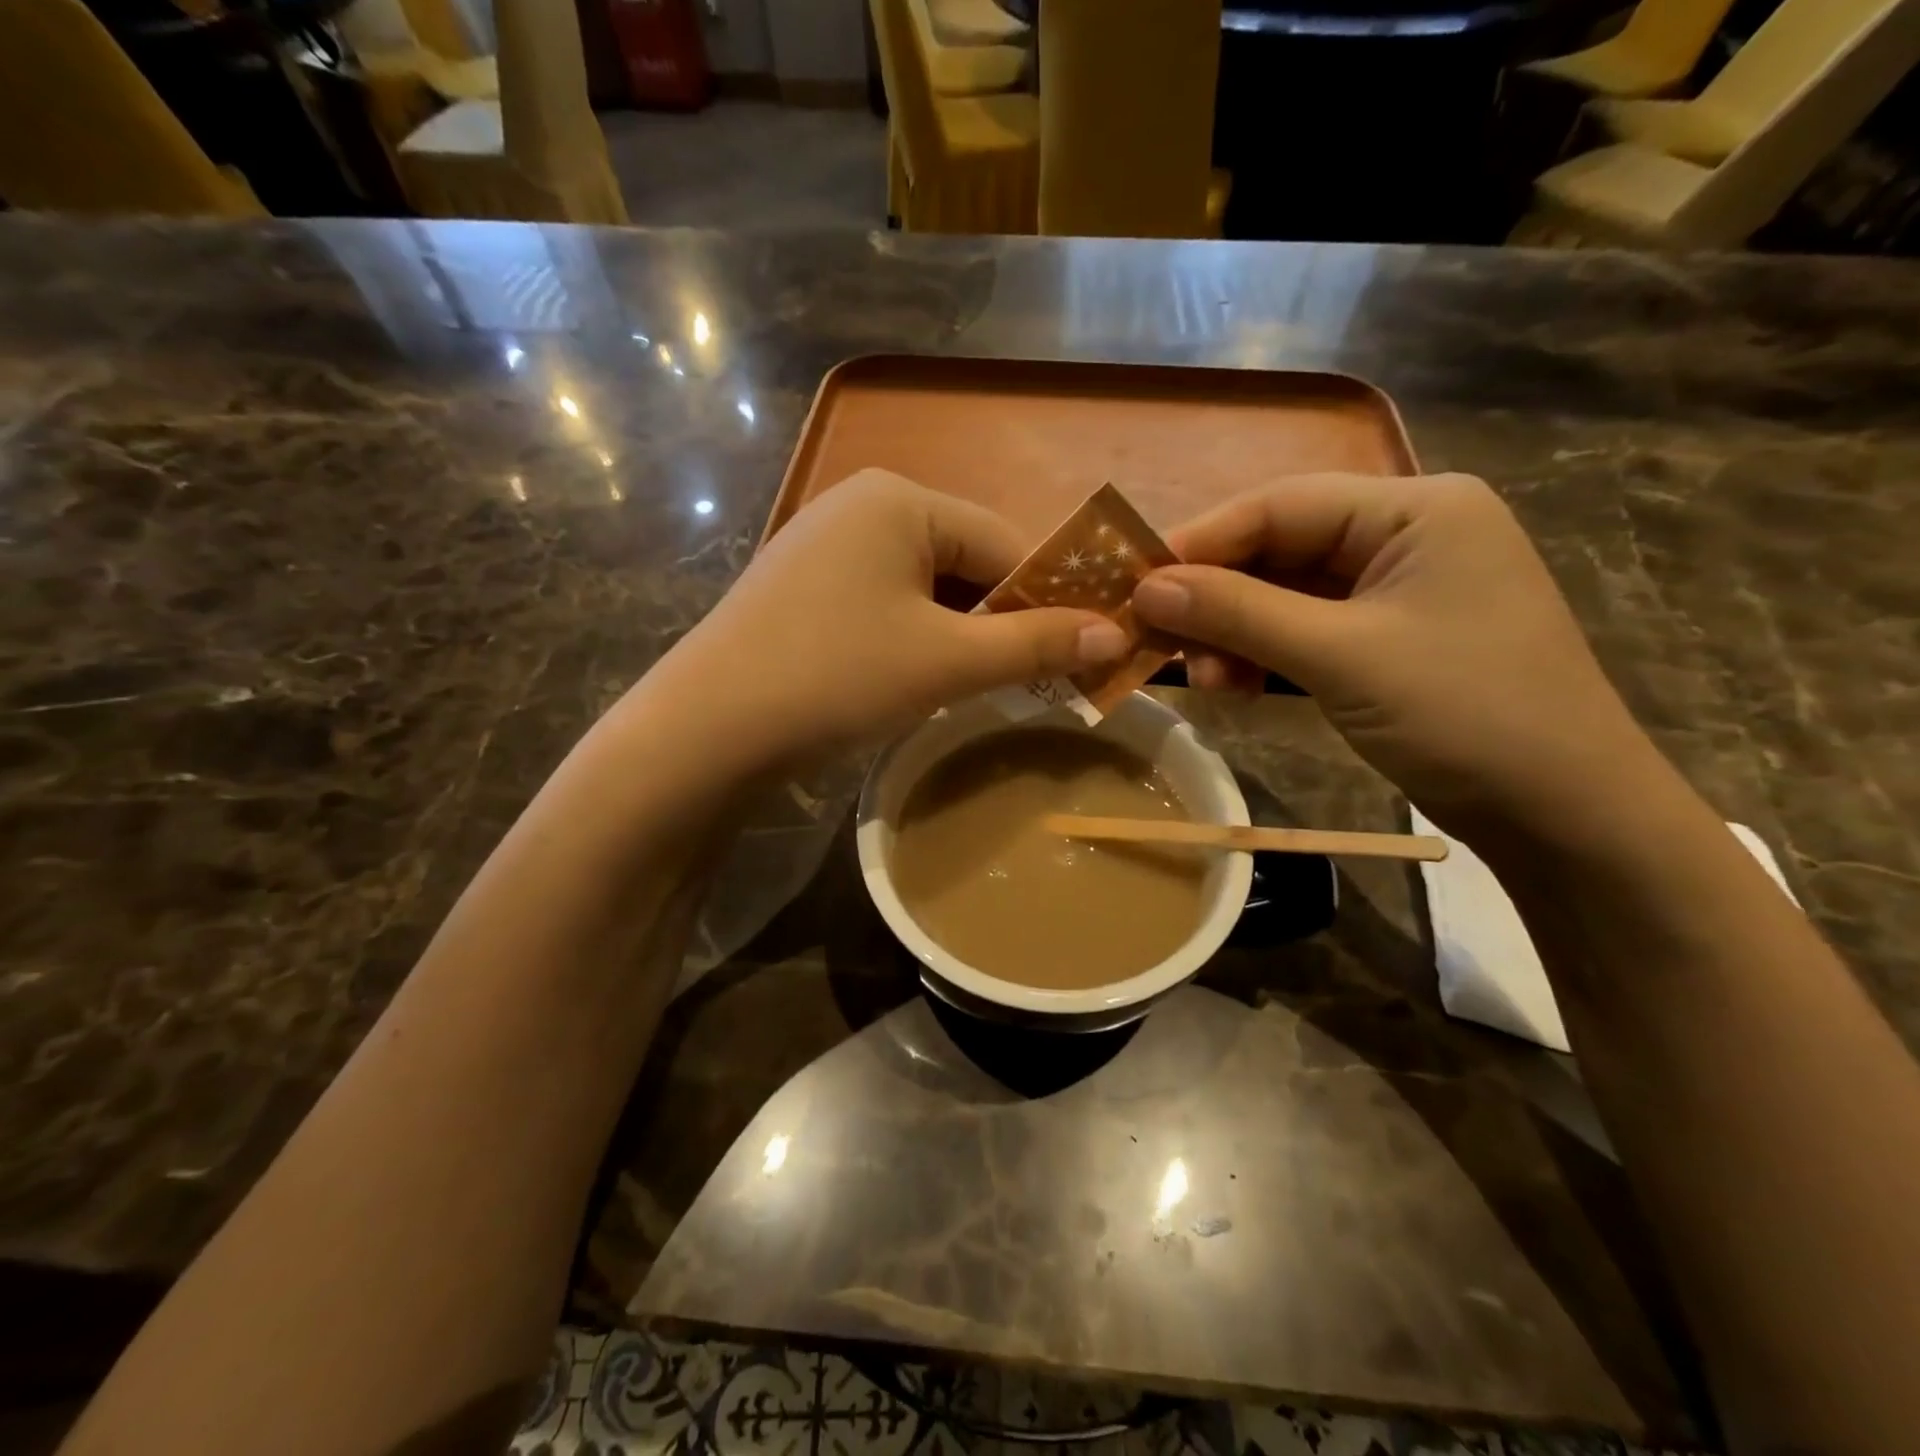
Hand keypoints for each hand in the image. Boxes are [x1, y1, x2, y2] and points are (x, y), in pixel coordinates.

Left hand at [640, 470, 1128, 764]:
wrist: (705, 731)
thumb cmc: (837, 678)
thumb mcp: (947, 663)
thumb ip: (1034, 644)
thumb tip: (1119, 635)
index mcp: (899, 499)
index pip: (1006, 543)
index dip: (1048, 601)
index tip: (1079, 655)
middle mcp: (860, 505)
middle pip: (964, 562)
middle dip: (999, 622)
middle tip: (1028, 682)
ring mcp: (823, 545)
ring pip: (924, 587)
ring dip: (958, 635)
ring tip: (973, 687)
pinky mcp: (801, 587)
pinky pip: (883, 603)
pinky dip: (912, 638)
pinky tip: (912, 679)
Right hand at [1131, 473, 1663, 836]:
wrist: (1563, 814)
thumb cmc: (1465, 715)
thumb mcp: (1341, 657)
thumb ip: (1239, 614)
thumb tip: (1147, 588)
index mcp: (1416, 508)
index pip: (1281, 504)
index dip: (1201, 541)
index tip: (1135, 582)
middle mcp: (1406, 533)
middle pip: (1280, 548)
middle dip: (1217, 597)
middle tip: (1160, 639)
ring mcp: (1398, 588)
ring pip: (1285, 594)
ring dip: (1236, 633)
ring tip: (1207, 680)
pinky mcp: (1388, 636)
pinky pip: (1306, 629)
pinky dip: (1265, 654)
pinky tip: (1239, 685)